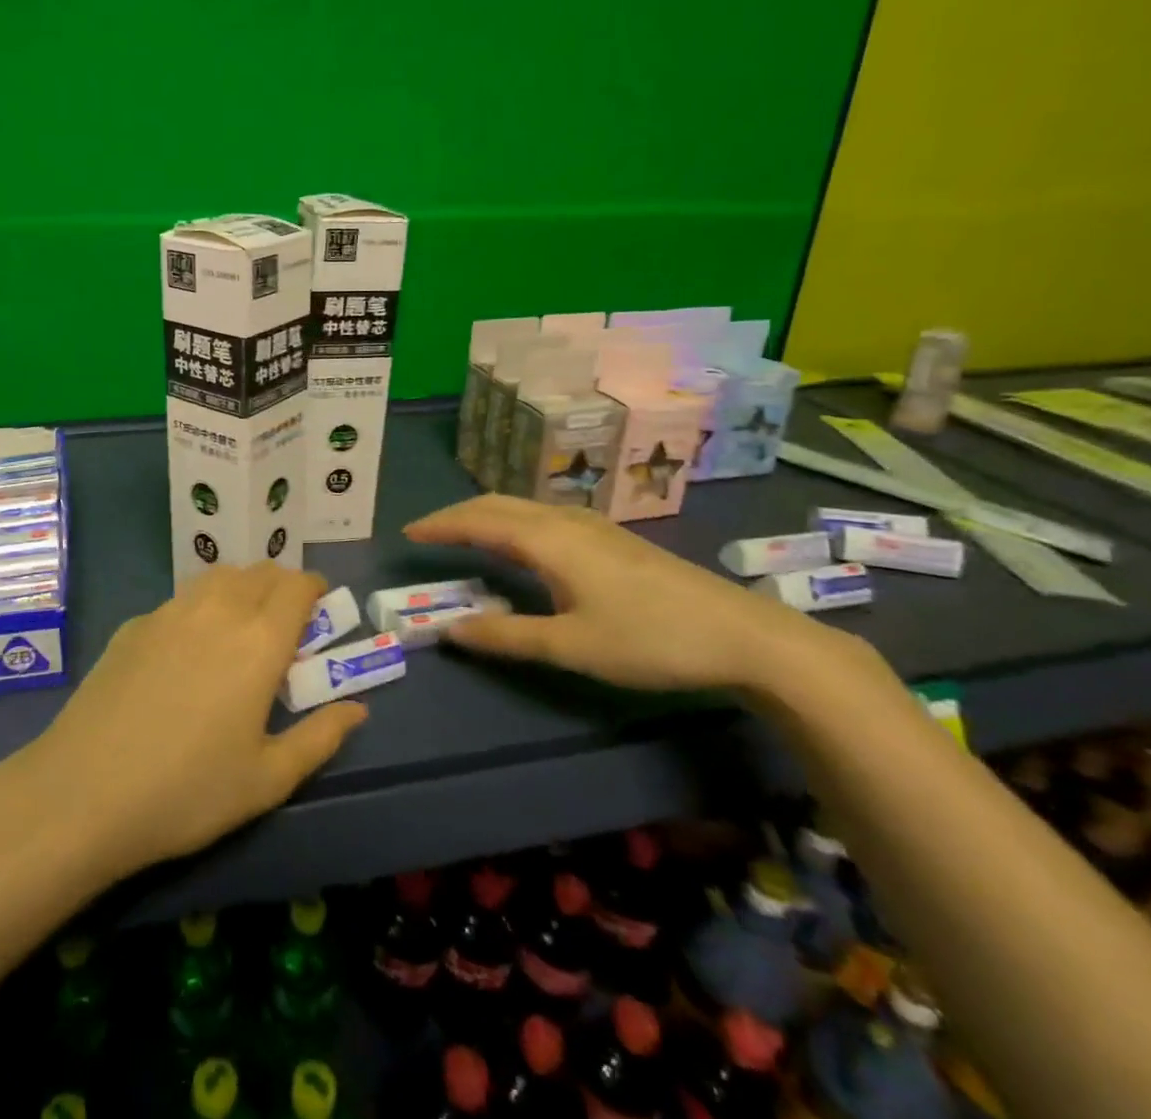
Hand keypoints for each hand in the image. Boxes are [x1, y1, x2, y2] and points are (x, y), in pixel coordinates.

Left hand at [0, 564, 367, 879]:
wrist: (84, 792)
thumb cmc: (188, 791)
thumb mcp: (268, 779)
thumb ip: (321, 737)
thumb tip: (358, 708)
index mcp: (259, 640)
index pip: (298, 586)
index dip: (315, 589)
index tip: (320, 610)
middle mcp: (218, 610)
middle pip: (260, 572)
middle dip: (282, 587)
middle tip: (285, 625)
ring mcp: (170, 612)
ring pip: (219, 577)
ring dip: (242, 588)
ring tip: (240, 628)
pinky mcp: (133, 624)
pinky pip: (181, 599)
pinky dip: (201, 607)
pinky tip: (188, 650)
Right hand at [406, 495, 825, 692]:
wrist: (742, 634)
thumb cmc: (650, 640)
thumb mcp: (572, 646)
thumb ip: (507, 636)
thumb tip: (449, 628)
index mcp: (549, 540)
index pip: (478, 521)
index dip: (441, 525)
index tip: (408, 532)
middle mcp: (565, 521)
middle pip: (499, 504)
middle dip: (458, 514)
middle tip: (428, 533)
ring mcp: (593, 526)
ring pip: (524, 507)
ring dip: (487, 515)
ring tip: (464, 536)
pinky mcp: (612, 539)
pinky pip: (544, 516)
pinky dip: (513, 522)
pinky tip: (521, 546)